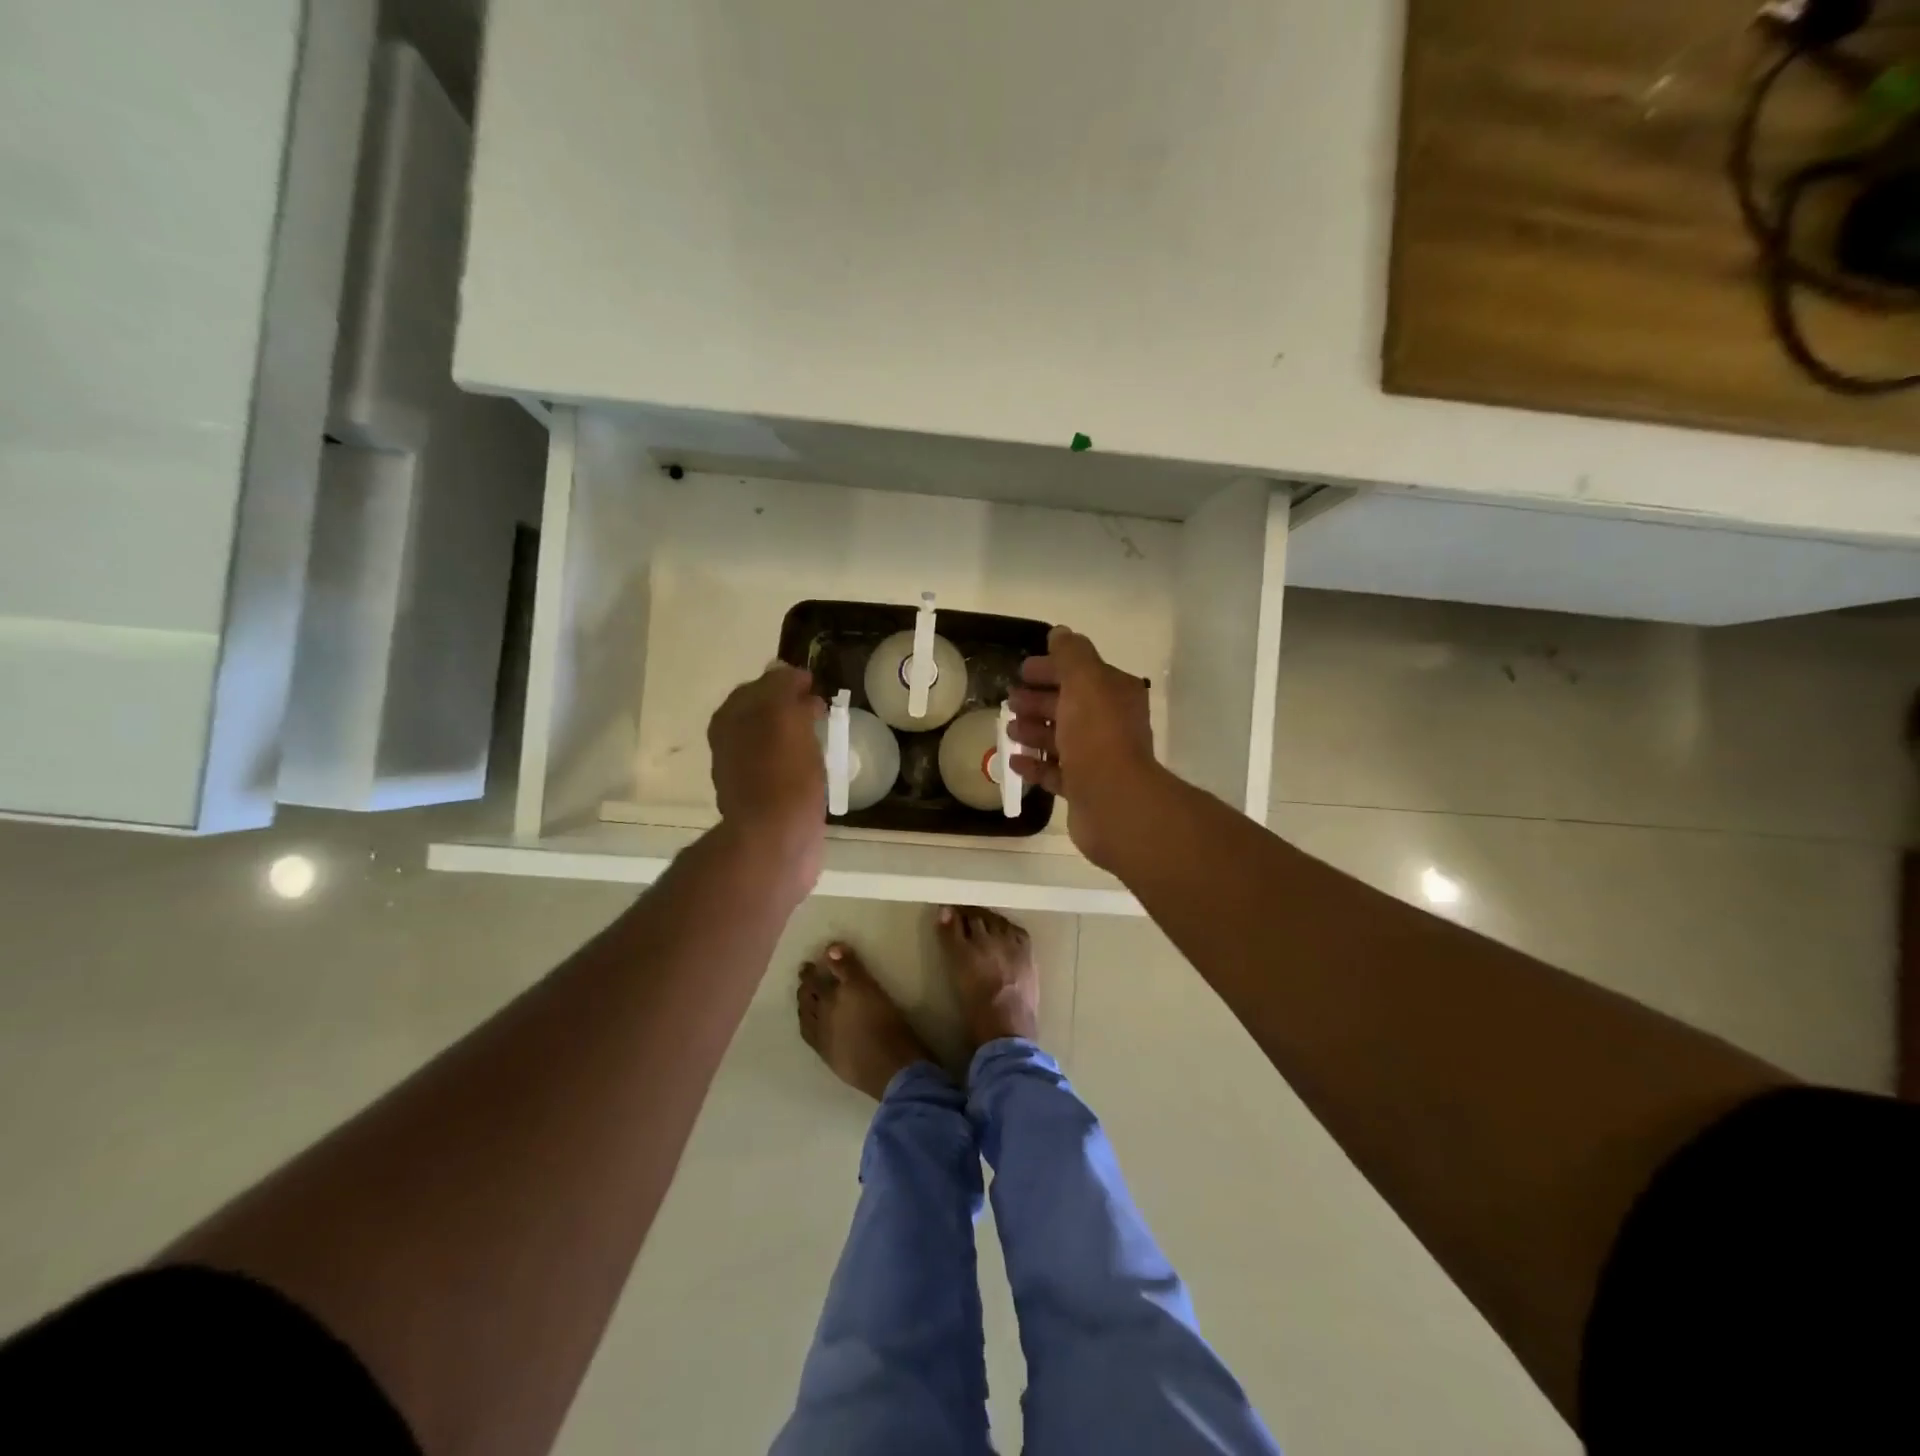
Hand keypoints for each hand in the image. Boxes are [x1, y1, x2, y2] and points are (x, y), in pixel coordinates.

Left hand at [708, 665, 826, 885]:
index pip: (759, 686)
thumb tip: (784, 671)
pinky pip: (783, 770)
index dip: (787, 682)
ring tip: (825, 736)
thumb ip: (781, 688)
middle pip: (764, 714)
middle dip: (791, 707)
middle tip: (823, 709)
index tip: (816, 684)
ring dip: (796, 735)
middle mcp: (731, 744)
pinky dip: (799, 763)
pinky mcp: (765, 802)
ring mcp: (746, 774)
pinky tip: (818, 768)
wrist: (776, 840)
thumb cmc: (781, 774)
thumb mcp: (783, 716)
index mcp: (730, 719)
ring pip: (774, 742)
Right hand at [1007, 627, 1161, 871]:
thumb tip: (1061, 633)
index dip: (1051, 668)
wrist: (1113, 800)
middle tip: (1010, 701)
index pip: (1081, 672)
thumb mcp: (1084, 681)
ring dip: (1034, 731)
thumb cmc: (1097, 734)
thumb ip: (1071, 654)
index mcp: (1114, 693)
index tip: (1022, 671)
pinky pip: (1056, 772)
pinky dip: (1035, 765)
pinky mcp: (1085, 788)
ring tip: (1009, 730)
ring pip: (1061, 738)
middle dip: (1039, 700)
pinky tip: (1014, 761)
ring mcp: (1098, 758)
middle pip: (1069, 705)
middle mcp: (1110, 723)